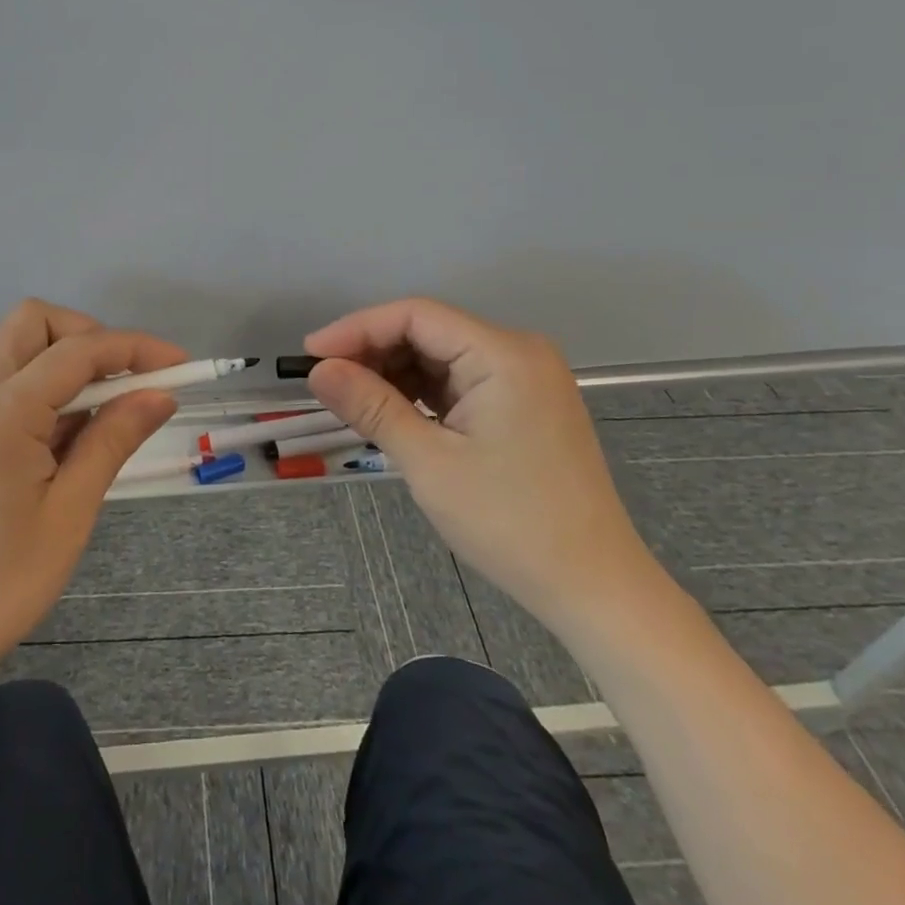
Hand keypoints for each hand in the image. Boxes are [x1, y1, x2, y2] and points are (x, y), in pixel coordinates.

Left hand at [0, 299, 184, 695]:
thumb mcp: (70, 511)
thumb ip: (113, 439)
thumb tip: (160, 395)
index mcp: (1, 408)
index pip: (78, 349)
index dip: (135, 348)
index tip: (181, 364)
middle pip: (35, 322)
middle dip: (90, 337)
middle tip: (129, 381)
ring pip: (19, 348)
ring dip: (68, 363)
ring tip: (106, 418)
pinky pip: (6, 383)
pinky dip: (45, 389)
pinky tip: (69, 437)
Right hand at [304, 298, 660, 637]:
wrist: (594, 588)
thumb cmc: (511, 523)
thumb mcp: (429, 462)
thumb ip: (371, 406)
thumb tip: (318, 371)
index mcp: (504, 354)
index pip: (416, 316)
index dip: (357, 328)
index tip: (310, 355)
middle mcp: (518, 352)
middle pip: (428, 331)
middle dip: (373, 352)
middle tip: (327, 383)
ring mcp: (524, 378)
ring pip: (441, 356)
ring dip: (394, 373)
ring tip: (352, 401)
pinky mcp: (523, 404)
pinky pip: (459, 380)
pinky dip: (421, 392)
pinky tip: (392, 412)